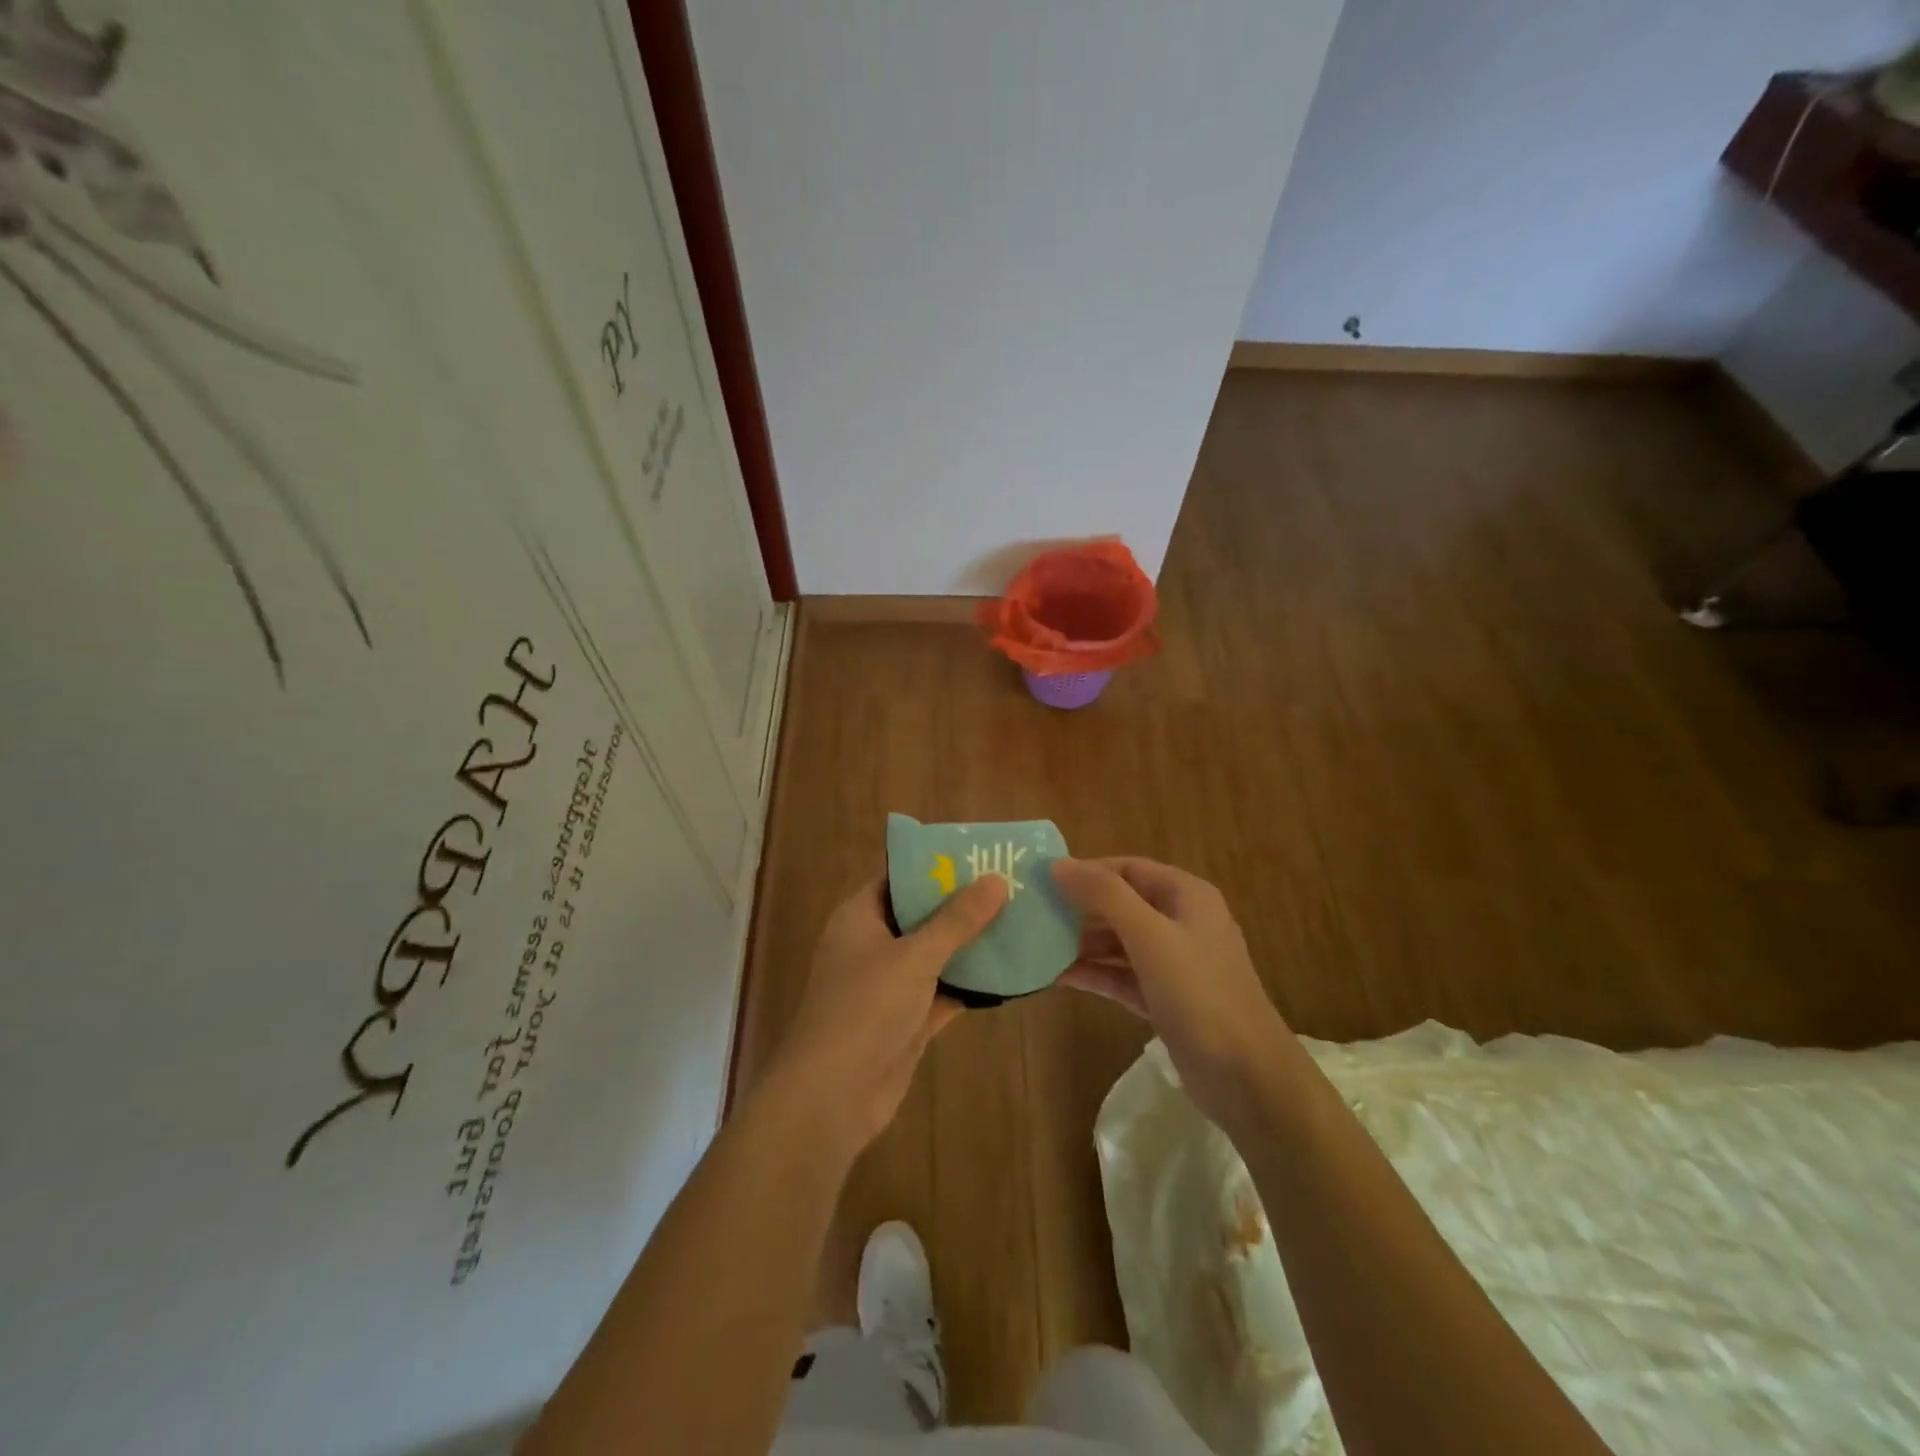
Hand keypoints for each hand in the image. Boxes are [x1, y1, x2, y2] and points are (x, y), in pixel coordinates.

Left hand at [767, 874, 1007, 1152]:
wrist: (833, 1096)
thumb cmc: (865, 1009)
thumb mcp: (914, 956)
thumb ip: (957, 920)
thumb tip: (996, 879)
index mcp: (860, 917)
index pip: (899, 879)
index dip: (936, 867)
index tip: (980, 857)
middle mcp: (873, 945)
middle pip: (922, 916)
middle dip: (962, 905)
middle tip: (1011, 886)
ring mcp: (889, 985)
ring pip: (936, 955)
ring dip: (970, 945)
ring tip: (1019, 921)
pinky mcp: (907, 1020)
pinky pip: (943, 991)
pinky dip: (970, 984)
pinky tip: (1010, 972)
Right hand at [1049, 857, 1289, 1127]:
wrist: (1248, 1078)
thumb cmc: (1200, 994)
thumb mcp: (1150, 936)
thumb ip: (1105, 896)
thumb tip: (1059, 864)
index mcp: (1186, 896)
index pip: (1127, 869)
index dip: (1086, 871)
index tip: (1043, 880)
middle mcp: (1182, 922)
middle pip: (1122, 904)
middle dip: (1080, 908)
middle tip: (1033, 914)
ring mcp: (1175, 964)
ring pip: (1120, 942)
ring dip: (1082, 943)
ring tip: (1037, 945)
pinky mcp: (1166, 1000)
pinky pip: (1122, 976)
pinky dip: (1095, 974)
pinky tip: (1057, 977)